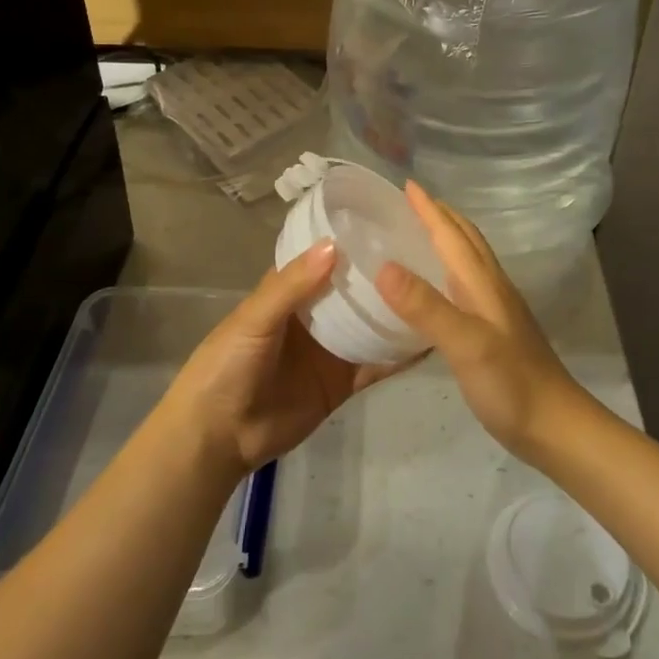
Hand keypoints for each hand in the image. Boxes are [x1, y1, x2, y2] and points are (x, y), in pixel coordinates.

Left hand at [167, 241, 418, 475]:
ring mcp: (331, 349)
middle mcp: (315, 315)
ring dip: (397, 311)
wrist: (219, 437)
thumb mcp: (254, 319)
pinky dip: (400, 354)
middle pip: (354, 290)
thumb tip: (335, 245)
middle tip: (428, 253)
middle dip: (384, 274)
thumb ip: (293, 285)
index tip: (391, 220)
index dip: (353, 240)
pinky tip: (430, 338)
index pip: (326, 257)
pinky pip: (377, 365)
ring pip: (370, 324)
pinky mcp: (344, 382)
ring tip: (439, 288)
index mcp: (289, 291)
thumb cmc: (226, 366)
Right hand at [374, 183, 589, 461]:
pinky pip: (468, 287)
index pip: (453, 235)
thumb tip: (383, 266)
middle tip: (412, 203)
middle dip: (441, 217)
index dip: (430, 210)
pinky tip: (439, 290)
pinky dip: (450, 273)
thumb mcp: (466, 344)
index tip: (407, 184)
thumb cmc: (511, 385)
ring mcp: (497, 312)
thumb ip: (426, 307)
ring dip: (448, 240)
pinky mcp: (496, 334)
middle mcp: (492, 289)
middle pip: (467, 241)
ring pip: (470, 262)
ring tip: (421, 235)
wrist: (556, 428)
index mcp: (483, 284)